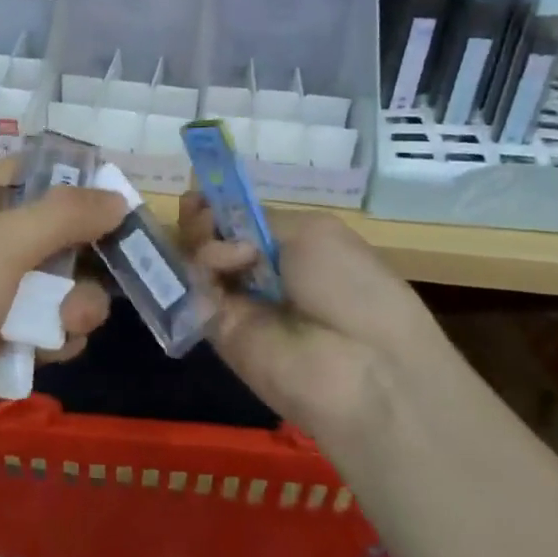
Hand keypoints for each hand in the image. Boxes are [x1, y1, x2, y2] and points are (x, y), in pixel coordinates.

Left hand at [0, 160, 128, 474]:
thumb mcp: (1, 242)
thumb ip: (64, 215)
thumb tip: (119, 197)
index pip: (33, 173)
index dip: (76, 178)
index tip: (120, 190)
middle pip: (61, 232)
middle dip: (89, 248)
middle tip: (128, 255)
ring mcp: (3, 297)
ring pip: (68, 285)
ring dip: (77, 302)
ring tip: (65, 319)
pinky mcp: (13, 343)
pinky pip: (59, 328)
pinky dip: (60, 336)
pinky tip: (49, 348)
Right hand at [180, 194, 453, 445]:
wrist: (361, 363)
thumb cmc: (351, 286)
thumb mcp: (313, 233)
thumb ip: (258, 223)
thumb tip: (225, 235)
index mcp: (291, 248)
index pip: (240, 221)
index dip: (218, 205)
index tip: (202, 193)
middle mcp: (260, 273)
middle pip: (212, 238)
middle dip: (201, 217)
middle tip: (197, 209)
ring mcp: (236, 302)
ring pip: (198, 261)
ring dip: (200, 239)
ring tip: (212, 236)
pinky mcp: (217, 329)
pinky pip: (195, 291)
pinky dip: (201, 268)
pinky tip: (221, 264)